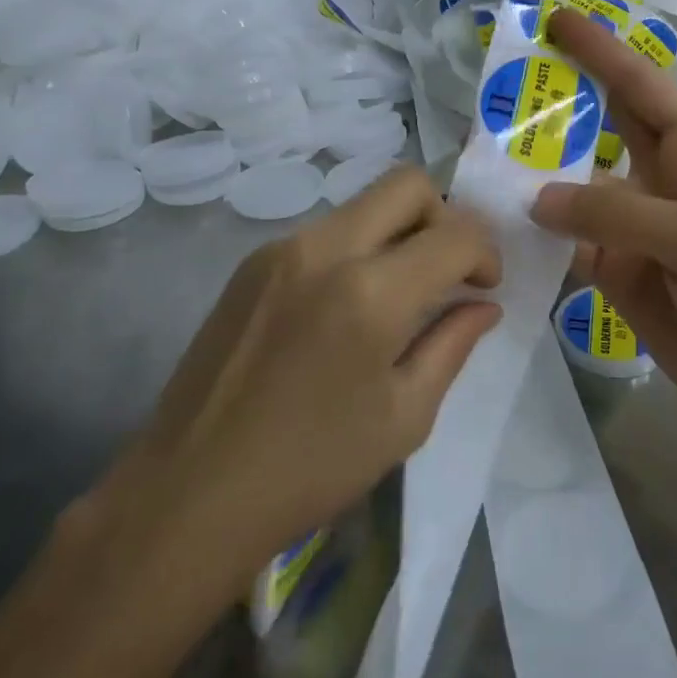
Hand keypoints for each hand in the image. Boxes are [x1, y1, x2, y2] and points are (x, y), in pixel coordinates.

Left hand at [87, 168, 502, 588]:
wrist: (190, 493)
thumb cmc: (310, 468)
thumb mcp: (404, 417)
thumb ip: (452, 345)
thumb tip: (484, 305)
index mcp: (369, 293)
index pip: (454, 235)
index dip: (486, 253)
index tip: (485, 286)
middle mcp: (325, 249)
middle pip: (407, 184)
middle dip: (444, 217)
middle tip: (446, 272)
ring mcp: (281, 249)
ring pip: (363, 203)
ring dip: (398, 231)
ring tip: (398, 293)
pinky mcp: (251, 261)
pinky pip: (325, 230)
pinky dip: (357, 247)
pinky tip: (346, 306)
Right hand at [533, 9, 676, 446]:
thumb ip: (614, 214)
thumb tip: (538, 199)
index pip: (638, 84)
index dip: (598, 50)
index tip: (555, 19)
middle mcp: (659, 177)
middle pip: (599, 128)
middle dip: (556, 104)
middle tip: (497, 84)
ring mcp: (634, 227)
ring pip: (574, 190)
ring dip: (534, 174)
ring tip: (478, 155)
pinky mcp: (618, 272)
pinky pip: (569, 244)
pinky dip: (536, 236)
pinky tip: (496, 225)